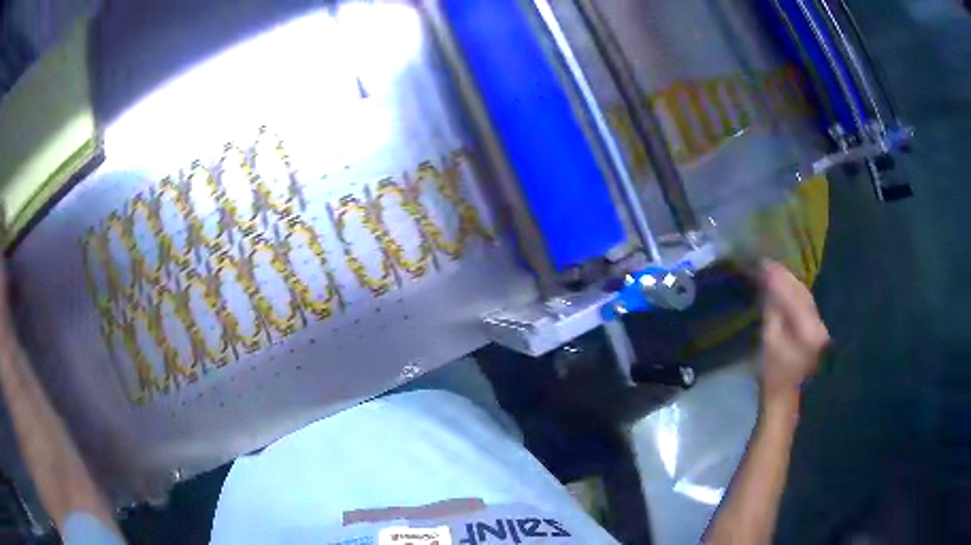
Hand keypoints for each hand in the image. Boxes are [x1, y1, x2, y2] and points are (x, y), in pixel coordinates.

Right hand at [760, 261, 829, 407]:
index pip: (793, 294)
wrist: (787, 396)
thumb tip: (768, 282)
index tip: (763, 262)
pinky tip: (785, 287)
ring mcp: (820, 326)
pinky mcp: (817, 330)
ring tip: (774, 271)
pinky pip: (805, 304)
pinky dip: (794, 293)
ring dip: (790, 283)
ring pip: (805, 297)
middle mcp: (818, 323)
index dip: (778, 277)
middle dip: (785, 276)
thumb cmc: (774, 373)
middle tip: (767, 263)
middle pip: (802, 292)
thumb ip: (772, 309)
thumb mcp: (769, 341)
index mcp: (808, 328)